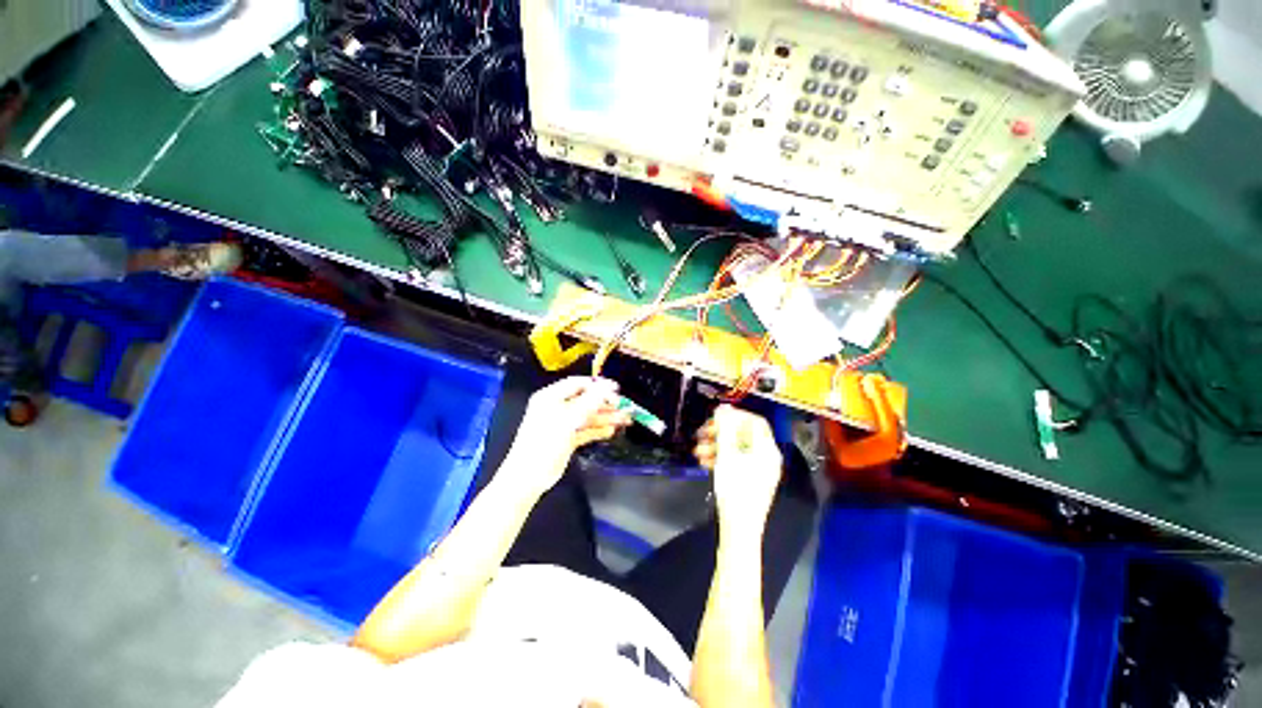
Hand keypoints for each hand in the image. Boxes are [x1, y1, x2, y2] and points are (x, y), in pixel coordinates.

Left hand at [506, 377, 630, 496]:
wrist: (528, 476)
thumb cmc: (545, 441)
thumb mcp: (568, 418)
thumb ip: (590, 402)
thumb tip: (609, 386)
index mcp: (551, 397)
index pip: (578, 384)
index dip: (597, 385)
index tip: (616, 389)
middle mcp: (557, 407)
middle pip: (585, 400)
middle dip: (605, 403)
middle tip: (624, 406)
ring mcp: (562, 424)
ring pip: (588, 416)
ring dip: (606, 417)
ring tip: (625, 419)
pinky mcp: (567, 439)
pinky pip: (586, 430)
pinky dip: (598, 430)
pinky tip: (611, 430)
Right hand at [694, 405, 782, 540]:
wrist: (739, 529)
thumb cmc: (735, 490)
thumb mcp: (727, 455)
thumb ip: (725, 429)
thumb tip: (723, 408)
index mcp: (767, 449)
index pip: (755, 421)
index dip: (735, 415)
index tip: (715, 416)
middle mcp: (766, 457)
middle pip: (744, 434)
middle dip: (721, 431)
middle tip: (702, 432)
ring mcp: (759, 469)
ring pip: (737, 447)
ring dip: (716, 444)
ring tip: (698, 450)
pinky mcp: (750, 479)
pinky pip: (736, 460)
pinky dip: (721, 457)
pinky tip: (704, 461)